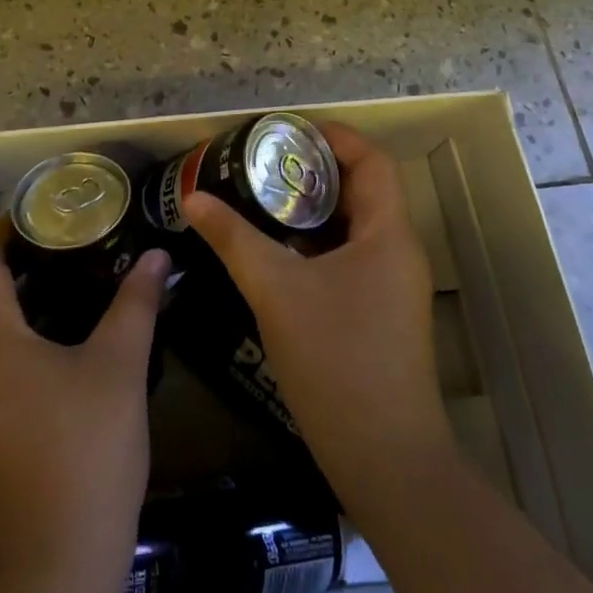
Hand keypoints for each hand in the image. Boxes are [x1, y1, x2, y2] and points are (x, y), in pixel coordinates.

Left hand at [0, 217, 170, 592]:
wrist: (51, 571)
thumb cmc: (83, 454)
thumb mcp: (119, 367)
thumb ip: (136, 303)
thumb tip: (157, 256)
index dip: (7, 227)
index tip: (48, 211)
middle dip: (21, 260)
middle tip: (73, 241)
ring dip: (23, 300)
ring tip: (77, 281)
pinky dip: (21, 337)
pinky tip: (67, 343)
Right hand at [180, 123, 452, 508]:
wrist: (385, 460)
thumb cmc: (336, 361)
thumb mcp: (276, 290)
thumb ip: (233, 238)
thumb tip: (194, 198)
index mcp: (388, 234)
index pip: (372, 160)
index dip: (333, 137)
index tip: (286, 132)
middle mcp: (397, 252)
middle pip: (361, 190)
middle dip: (312, 172)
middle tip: (261, 165)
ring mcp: (392, 287)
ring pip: (352, 228)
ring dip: (310, 211)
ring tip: (259, 201)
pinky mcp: (379, 314)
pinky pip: (348, 259)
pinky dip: (314, 245)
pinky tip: (274, 254)